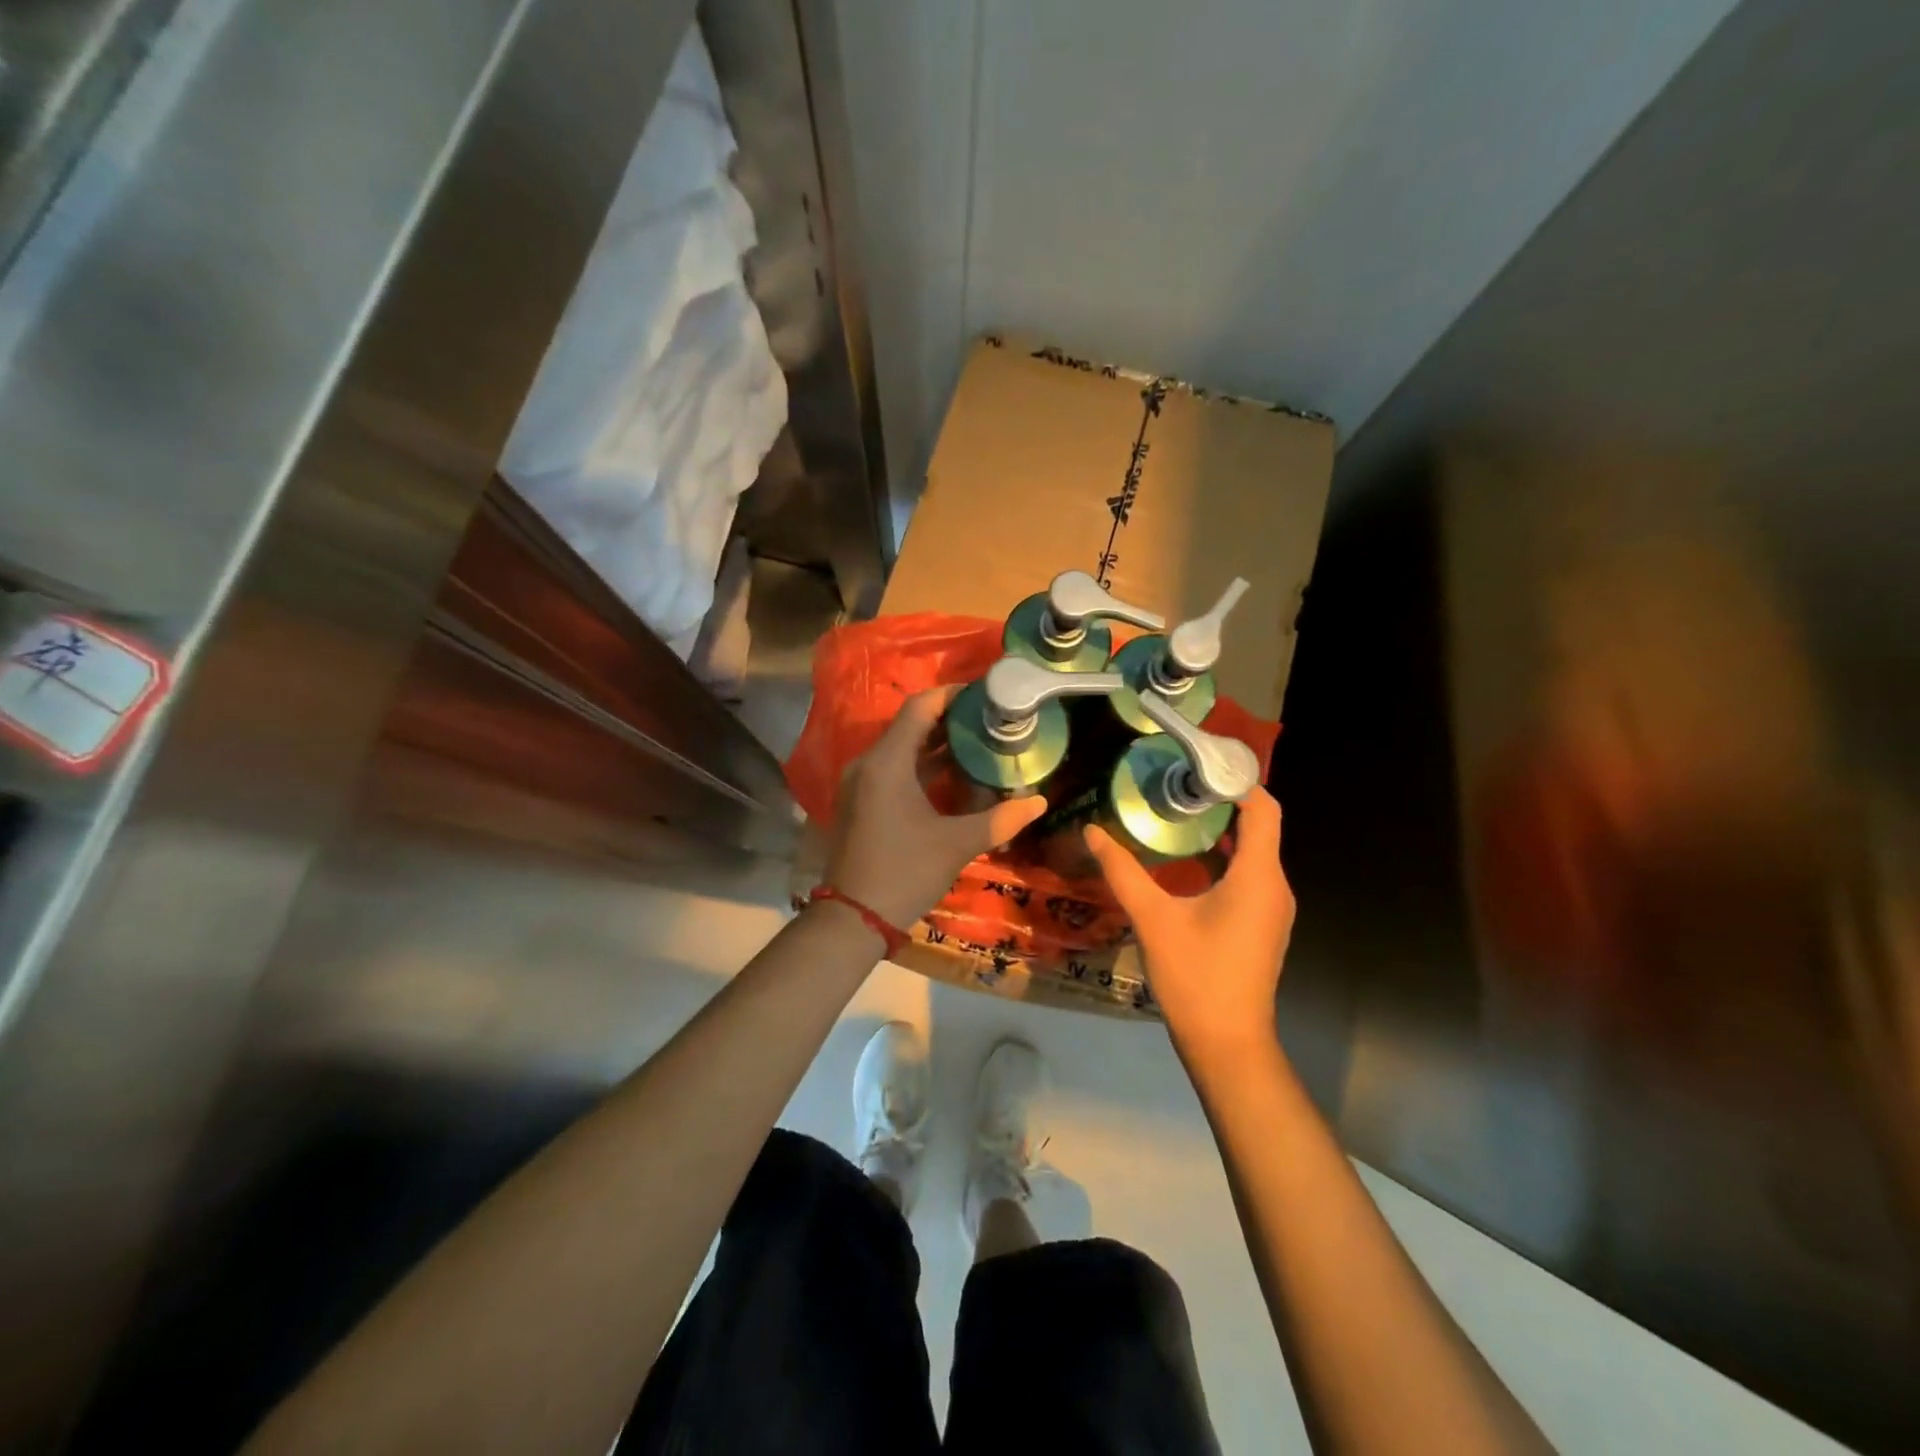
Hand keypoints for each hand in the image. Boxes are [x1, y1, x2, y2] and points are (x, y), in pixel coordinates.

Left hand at [824, 687, 1047, 928]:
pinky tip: (951, 776)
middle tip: (989, 720)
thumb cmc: (904, 872)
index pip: (919, 708)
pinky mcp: (859, 801)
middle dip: (949, 721)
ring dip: (936, 745)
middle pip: (910, 726)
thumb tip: (1038, 802)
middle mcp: (867, 763)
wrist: (853, 919)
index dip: (952, 695)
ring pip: (901, 749)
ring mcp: (859, 783)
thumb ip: (1000, 820)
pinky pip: (892, 769)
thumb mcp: (956, 844)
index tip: (984, 694)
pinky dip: (920, 766)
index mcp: (887, 763)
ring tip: (978, 744)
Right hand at [1085, 787, 1294, 1058]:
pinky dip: (1225, 858)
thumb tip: (1092, 830)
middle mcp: (1275, 885)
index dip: (1237, 781)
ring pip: (1254, 853)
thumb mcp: (1152, 918)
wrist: (1227, 1043)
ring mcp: (1273, 908)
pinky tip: (1187, 862)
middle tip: (1175, 786)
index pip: (1263, 809)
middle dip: (1221, 802)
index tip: (1198, 767)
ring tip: (1176, 815)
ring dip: (1221, 831)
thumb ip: (1122, 870)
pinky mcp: (1263, 925)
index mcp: (1258, 876)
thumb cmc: (1194, 976)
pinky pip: (1250, 875)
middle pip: (1259, 827)